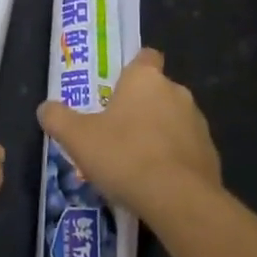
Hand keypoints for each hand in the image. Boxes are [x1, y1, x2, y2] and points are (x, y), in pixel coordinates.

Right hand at [36, 48, 220, 227]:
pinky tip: (158, 183)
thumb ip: (58, 119)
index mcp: (145, 79)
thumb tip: (45, 108)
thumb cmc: (125, 156)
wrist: (179, 200)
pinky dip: (175, 159)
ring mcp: (198, 123)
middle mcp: (176, 92)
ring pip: (174, 120)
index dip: (133, 70)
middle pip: (157, 91)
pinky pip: (188, 149)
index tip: (118, 89)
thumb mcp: (78, 138)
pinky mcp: (211, 154)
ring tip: (137, 163)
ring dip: (159, 134)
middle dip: (141, 108)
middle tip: (117, 133)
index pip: (146, 57)